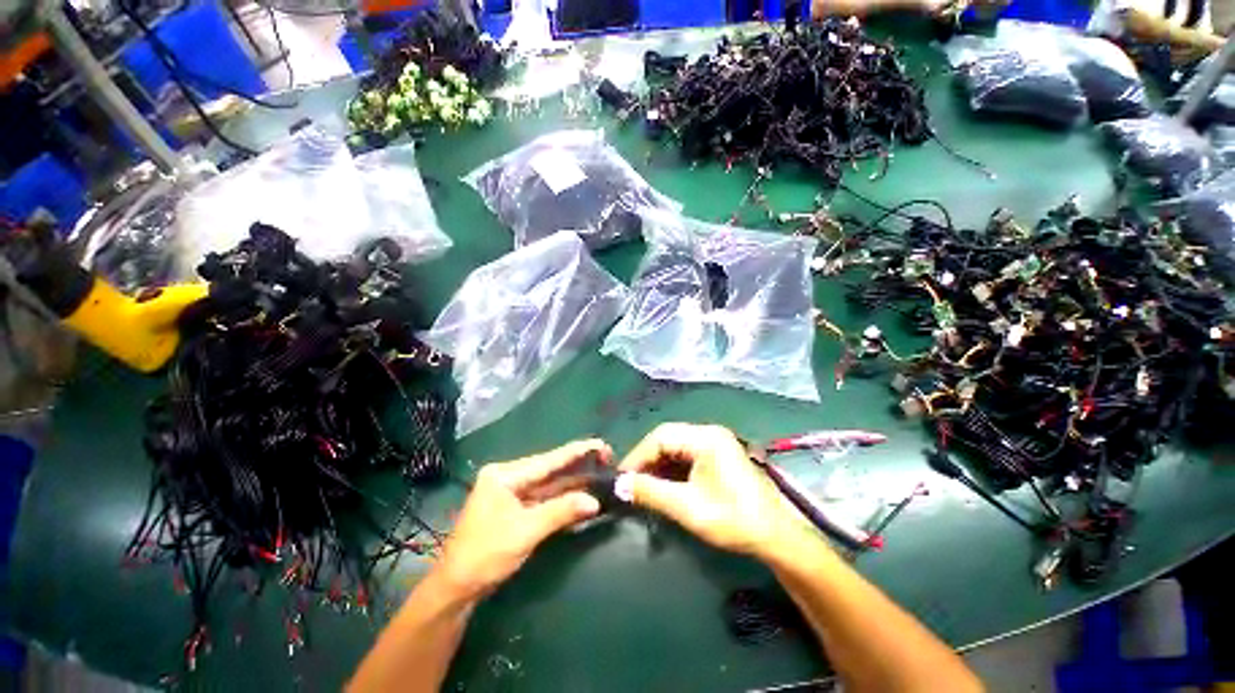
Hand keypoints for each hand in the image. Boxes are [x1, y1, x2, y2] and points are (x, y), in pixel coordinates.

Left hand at [436, 439, 607, 600]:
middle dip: (578, 465)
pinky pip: (545, 497)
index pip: (548, 461)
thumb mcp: (525, 532)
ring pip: (549, 483)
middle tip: (606, 457)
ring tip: (601, 471)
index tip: (600, 443)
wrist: (455, 588)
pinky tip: (582, 493)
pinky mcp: (516, 507)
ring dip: (574, 481)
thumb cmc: (485, 555)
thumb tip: (594, 501)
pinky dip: (563, 498)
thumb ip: (561, 512)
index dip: (576, 452)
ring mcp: (512, 492)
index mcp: (505, 475)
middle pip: (550, 469)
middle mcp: (509, 477)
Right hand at [617, 423, 807, 559]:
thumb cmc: (733, 519)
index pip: (660, 437)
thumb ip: (650, 492)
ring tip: (643, 487)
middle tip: (630, 483)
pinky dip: (672, 470)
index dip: (638, 456)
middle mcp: (709, 433)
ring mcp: (715, 444)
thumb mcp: (687, 507)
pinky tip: (663, 486)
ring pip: (675, 448)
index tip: (621, 478)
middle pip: (667, 439)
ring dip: (658, 466)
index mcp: (705, 437)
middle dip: (647, 461)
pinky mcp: (718, 457)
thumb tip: (619, 485)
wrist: (776, 538)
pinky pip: (686, 457)